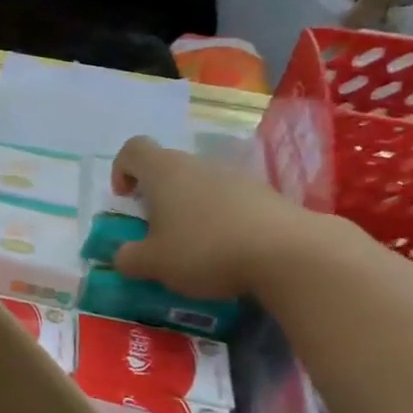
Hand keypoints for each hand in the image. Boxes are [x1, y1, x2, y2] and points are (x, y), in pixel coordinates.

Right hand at [110, 136, 317, 300]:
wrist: (290, 253)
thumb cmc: (206, 249)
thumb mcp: (154, 263)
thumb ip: (129, 258)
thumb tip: (122, 256)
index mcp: (164, 172)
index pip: (133, 149)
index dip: (121, 170)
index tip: (126, 200)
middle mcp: (199, 165)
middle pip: (168, 169)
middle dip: (157, 197)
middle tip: (158, 232)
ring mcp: (237, 177)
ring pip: (201, 186)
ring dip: (191, 210)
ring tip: (195, 248)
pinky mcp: (266, 196)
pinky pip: (231, 202)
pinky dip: (222, 221)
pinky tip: (229, 253)